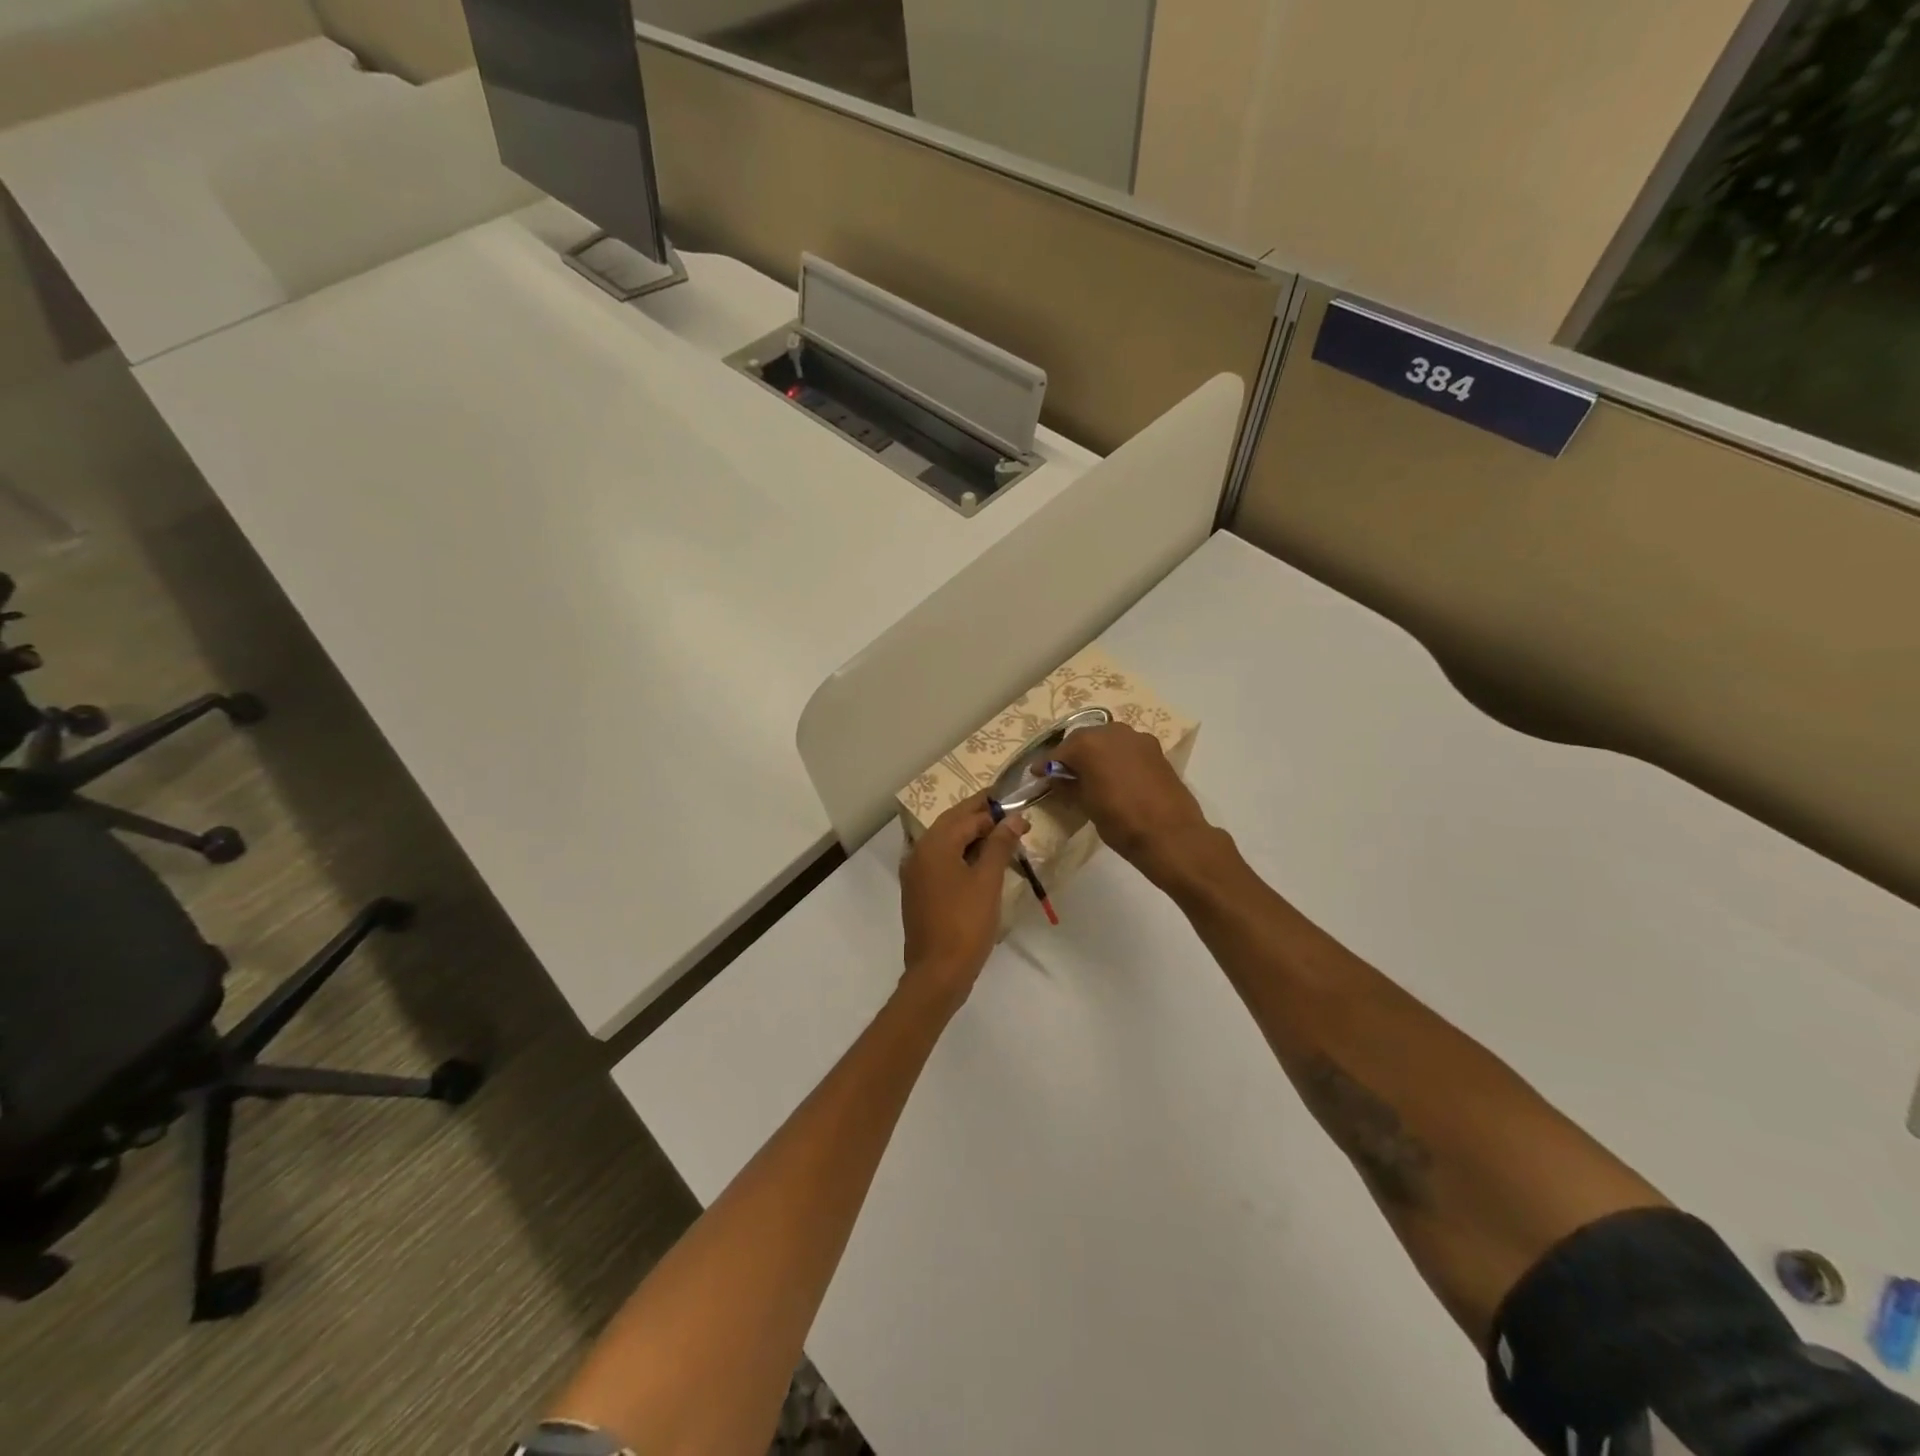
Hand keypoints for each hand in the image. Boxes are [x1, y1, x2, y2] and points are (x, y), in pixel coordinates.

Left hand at [899, 794, 1027, 1011]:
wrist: (938, 972)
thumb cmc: (966, 923)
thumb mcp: (987, 881)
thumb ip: (1000, 845)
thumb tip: (1014, 818)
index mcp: (934, 845)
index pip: (966, 816)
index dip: (993, 809)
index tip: (1017, 805)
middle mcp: (919, 852)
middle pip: (952, 824)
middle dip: (980, 817)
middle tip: (1010, 814)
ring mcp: (915, 873)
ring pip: (946, 843)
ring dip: (971, 836)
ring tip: (1001, 836)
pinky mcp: (918, 891)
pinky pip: (941, 861)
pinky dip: (961, 855)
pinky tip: (981, 862)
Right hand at [1050, 723, 1211, 883]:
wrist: (1171, 835)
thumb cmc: (1121, 822)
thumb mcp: (1085, 805)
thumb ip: (1068, 786)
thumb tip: (1056, 778)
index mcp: (1088, 744)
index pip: (1058, 752)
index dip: (1045, 765)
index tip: (1036, 774)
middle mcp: (1112, 732)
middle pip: (1083, 740)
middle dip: (1071, 755)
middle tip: (1062, 774)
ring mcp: (1137, 738)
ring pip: (1107, 740)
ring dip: (1095, 754)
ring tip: (1088, 774)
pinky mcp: (1155, 749)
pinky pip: (1126, 748)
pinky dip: (1115, 757)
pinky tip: (1113, 776)